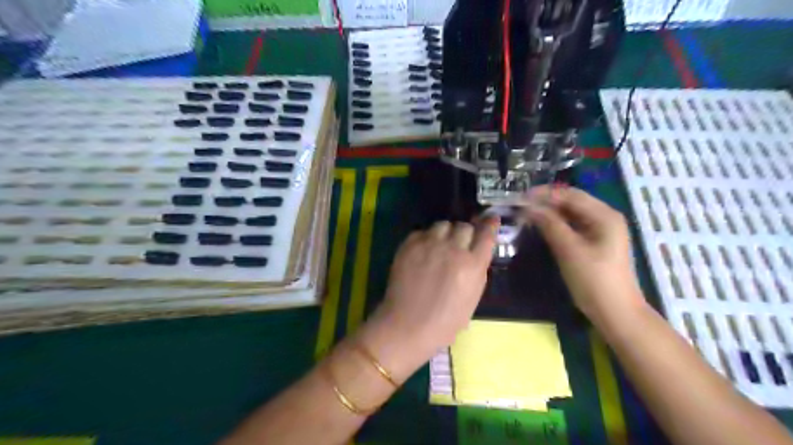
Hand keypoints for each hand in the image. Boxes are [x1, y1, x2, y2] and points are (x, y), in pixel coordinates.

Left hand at [362, 217, 497, 372]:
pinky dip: (426, 238)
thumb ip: (478, 271)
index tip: (491, 219)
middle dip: (465, 234)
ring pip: (443, 224)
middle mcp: (453, 249)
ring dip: (445, 233)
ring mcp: (429, 245)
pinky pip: (422, 231)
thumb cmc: (445, 322)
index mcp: (472, 265)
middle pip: (464, 226)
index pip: (486, 234)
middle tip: (459, 245)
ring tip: (439, 246)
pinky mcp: (409, 245)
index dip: (490, 225)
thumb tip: (477, 252)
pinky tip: (423, 252)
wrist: (407, 325)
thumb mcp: (473, 298)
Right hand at [526, 186, 643, 321]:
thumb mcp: (569, 250)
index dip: (544, 194)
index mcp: (604, 215)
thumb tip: (528, 207)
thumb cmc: (593, 280)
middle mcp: (604, 217)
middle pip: (571, 201)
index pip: (570, 195)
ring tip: (527, 214)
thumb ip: (549, 224)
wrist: (615, 312)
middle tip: (520, 205)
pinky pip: (572, 225)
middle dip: (545, 201)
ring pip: (570, 213)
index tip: (520, 197)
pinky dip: (556, 223)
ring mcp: (600, 230)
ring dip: (549, 212)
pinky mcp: (594, 242)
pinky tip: (541, 225)